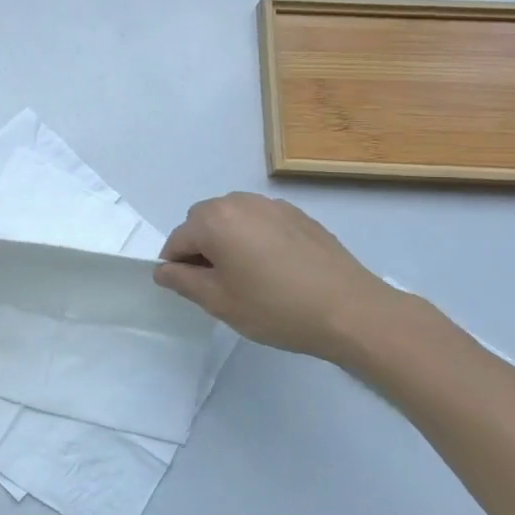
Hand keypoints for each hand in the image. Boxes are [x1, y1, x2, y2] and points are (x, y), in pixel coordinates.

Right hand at [153, 192, 402, 361]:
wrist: (351, 311)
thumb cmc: (276, 308)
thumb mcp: (219, 302)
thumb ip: (183, 281)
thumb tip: (163, 270)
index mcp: (214, 221)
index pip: (177, 239)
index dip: (176, 266)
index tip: (190, 291)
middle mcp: (240, 203)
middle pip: (203, 221)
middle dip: (201, 247)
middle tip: (218, 284)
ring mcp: (273, 206)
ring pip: (233, 218)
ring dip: (228, 240)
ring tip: (247, 276)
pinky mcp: (300, 216)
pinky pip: (261, 221)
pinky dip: (255, 238)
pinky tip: (274, 269)